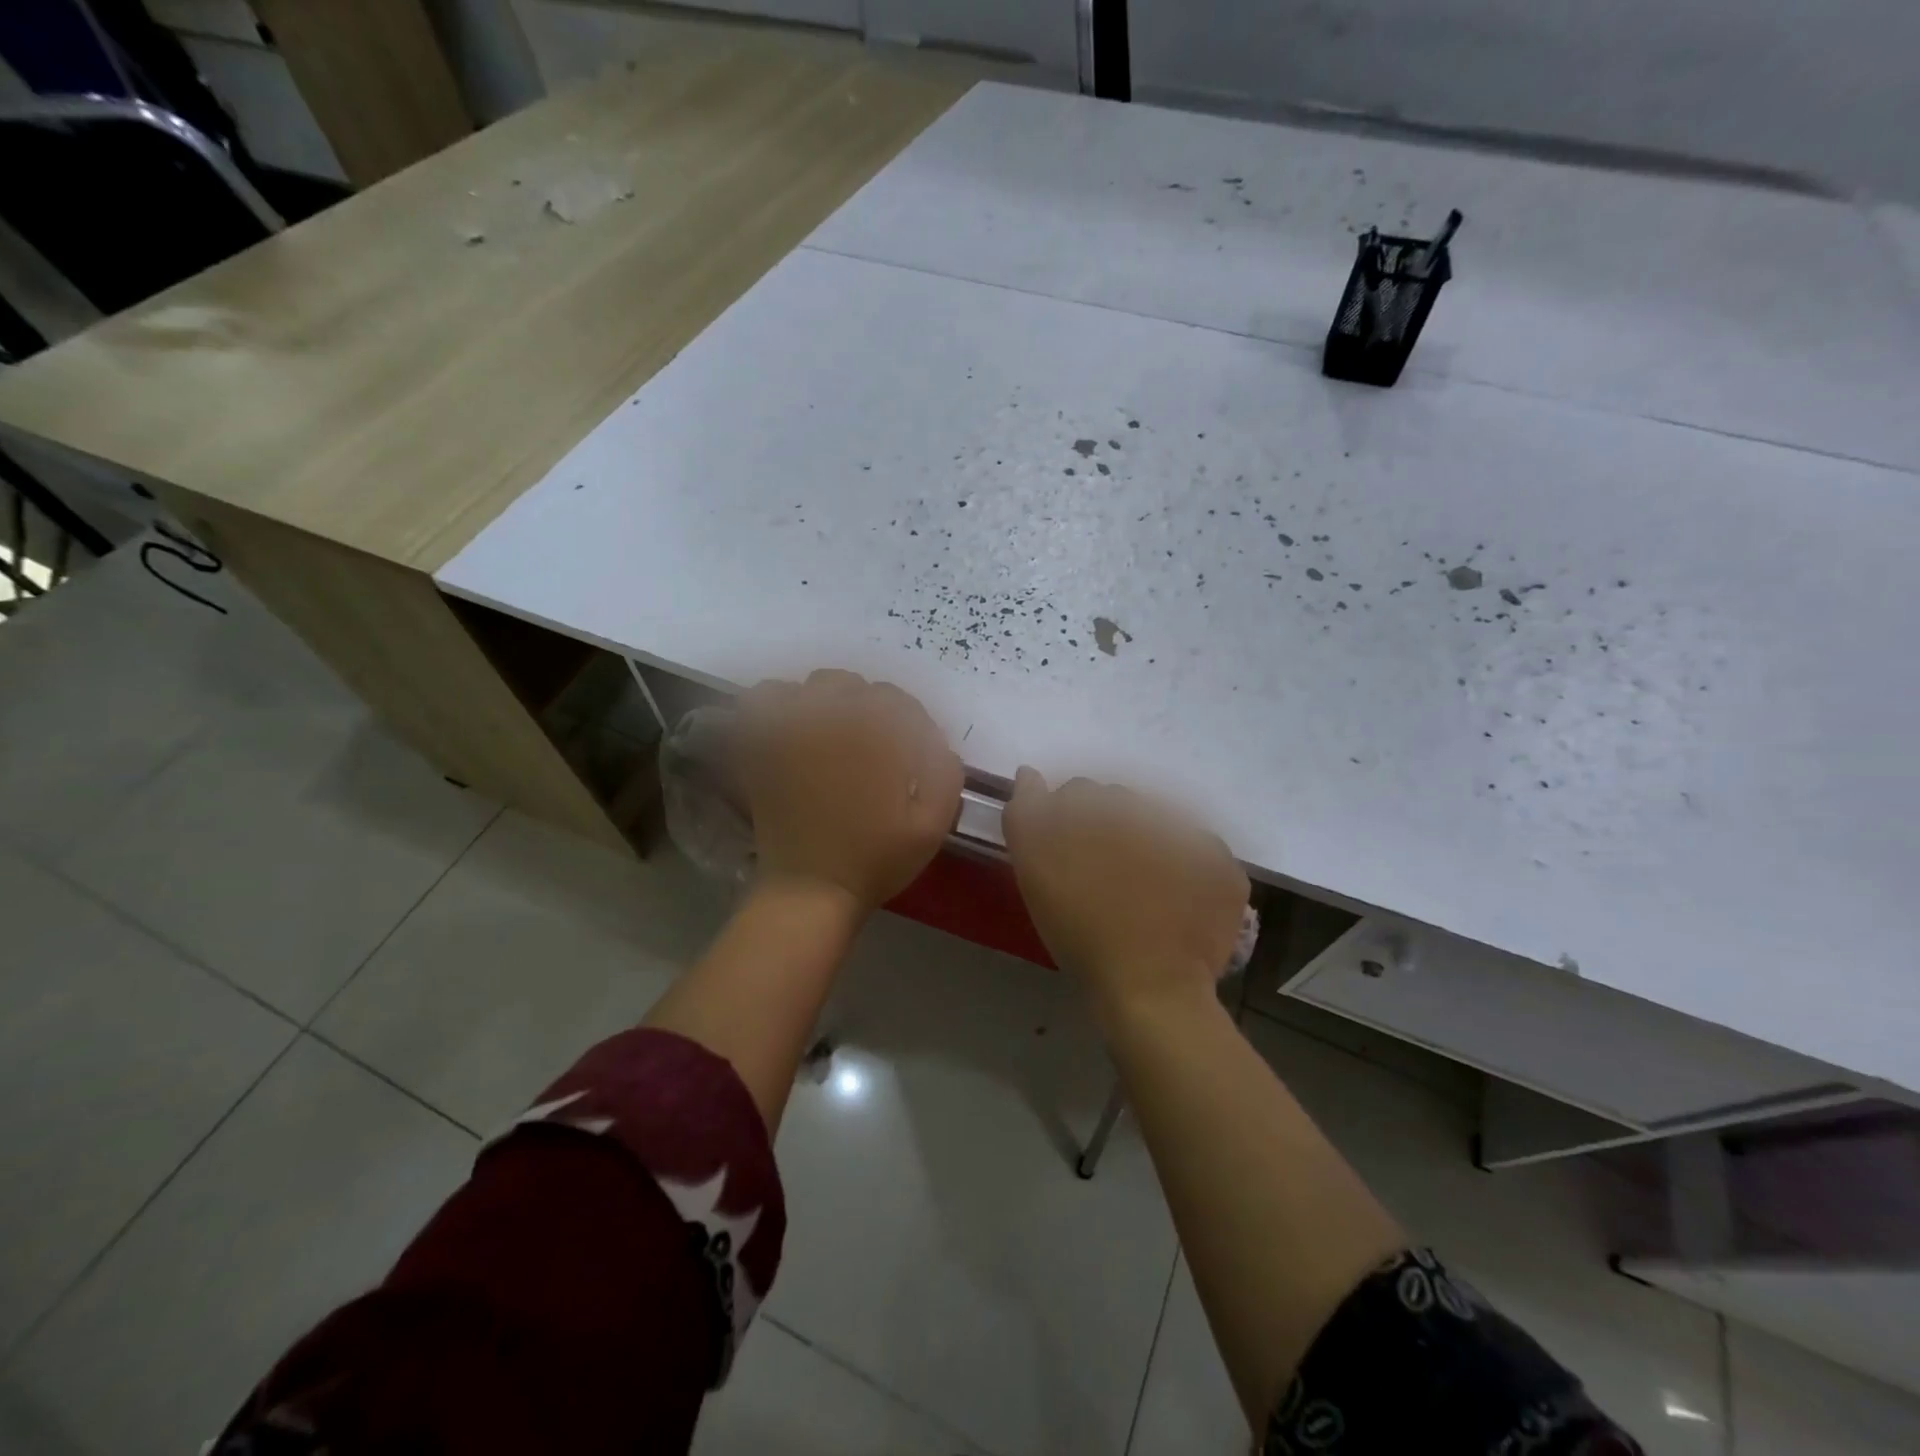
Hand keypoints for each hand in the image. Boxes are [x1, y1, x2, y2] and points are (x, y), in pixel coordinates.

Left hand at [737, 669, 962, 909]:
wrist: (811, 889)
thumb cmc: (876, 859)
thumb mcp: (933, 824)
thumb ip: (946, 773)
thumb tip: (938, 744)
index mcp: (876, 733)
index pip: (899, 703)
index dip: (911, 726)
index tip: (913, 755)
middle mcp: (832, 718)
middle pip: (856, 688)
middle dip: (871, 710)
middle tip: (875, 748)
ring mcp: (791, 728)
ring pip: (814, 687)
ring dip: (830, 703)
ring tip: (836, 735)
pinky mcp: (762, 745)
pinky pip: (766, 700)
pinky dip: (782, 704)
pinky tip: (795, 728)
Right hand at [1003, 770, 1247, 1017]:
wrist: (1149, 986)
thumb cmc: (1080, 927)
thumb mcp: (1033, 867)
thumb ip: (1027, 810)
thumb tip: (1030, 773)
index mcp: (1102, 804)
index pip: (1077, 793)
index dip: (1067, 824)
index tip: (1066, 859)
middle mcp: (1150, 808)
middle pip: (1121, 806)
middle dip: (1109, 831)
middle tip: (1101, 877)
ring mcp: (1194, 836)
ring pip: (1162, 827)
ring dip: (1149, 847)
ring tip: (1140, 893)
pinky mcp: (1223, 868)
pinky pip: (1200, 858)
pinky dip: (1188, 873)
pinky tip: (1174, 903)